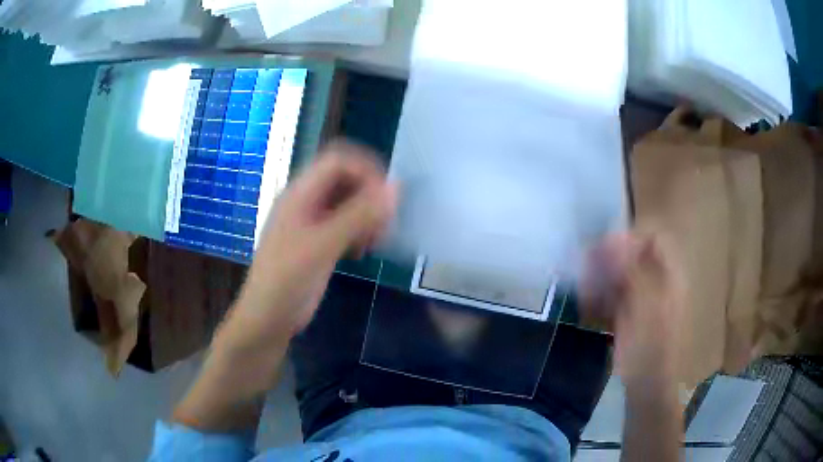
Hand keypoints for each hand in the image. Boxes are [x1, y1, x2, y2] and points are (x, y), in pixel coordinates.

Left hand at [173, 142, 395, 431]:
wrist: (267, 320)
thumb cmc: (286, 281)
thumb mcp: (322, 246)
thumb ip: (358, 215)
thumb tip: (395, 187)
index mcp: (300, 194)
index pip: (338, 161)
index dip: (366, 170)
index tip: (387, 197)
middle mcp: (307, 202)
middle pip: (346, 180)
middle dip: (369, 195)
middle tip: (384, 223)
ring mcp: (313, 223)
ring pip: (349, 203)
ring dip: (367, 215)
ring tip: (376, 240)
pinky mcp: (320, 243)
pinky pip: (347, 225)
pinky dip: (361, 231)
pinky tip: (363, 250)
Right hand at [581, 232, 685, 385]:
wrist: (646, 383)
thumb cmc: (650, 345)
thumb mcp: (643, 306)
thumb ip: (631, 271)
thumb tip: (612, 239)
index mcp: (669, 276)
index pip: (654, 239)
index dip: (631, 238)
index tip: (606, 248)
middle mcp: (657, 281)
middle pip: (634, 256)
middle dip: (610, 260)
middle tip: (587, 268)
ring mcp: (643, 297)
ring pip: (621, 275)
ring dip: (601, 278)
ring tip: (584, 289)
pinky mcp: (630, 313)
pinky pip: (614, 294)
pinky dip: (600, 296)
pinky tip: (588, 305)